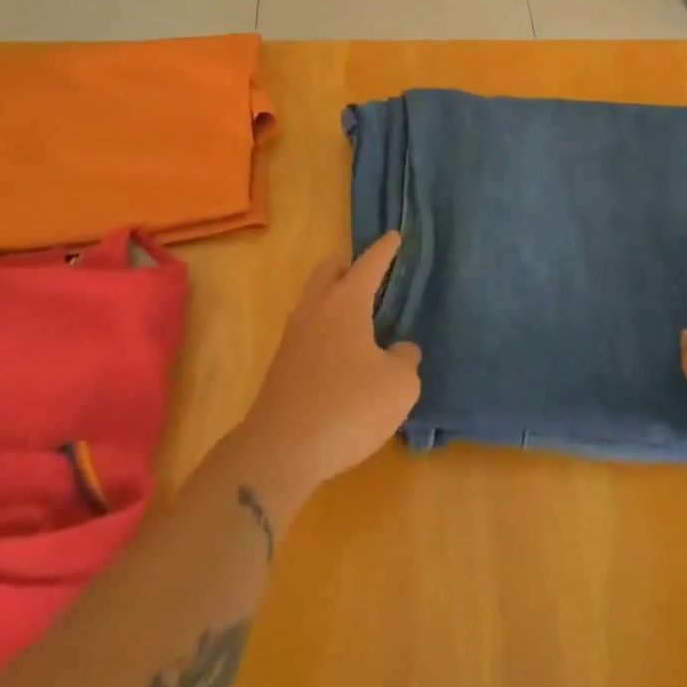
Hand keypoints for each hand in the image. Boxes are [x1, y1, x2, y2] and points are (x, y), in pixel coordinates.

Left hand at [240, 232, 422, 493]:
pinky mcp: (282, 366)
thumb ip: (406, 359)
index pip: (369, 264)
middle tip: (370, 273)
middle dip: (348, 265)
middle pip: (329, 271)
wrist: (280, 451)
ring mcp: (293, 337)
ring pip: (314, 300)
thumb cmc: (347, 407)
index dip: (385, 250)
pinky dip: (326, 329)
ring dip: (334, 297)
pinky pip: (308, 331)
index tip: (394, 236)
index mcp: (345, 302)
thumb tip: (399, 350)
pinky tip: (342, 352)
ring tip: (358, 313)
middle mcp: (316, 309)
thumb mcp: (398, 386)